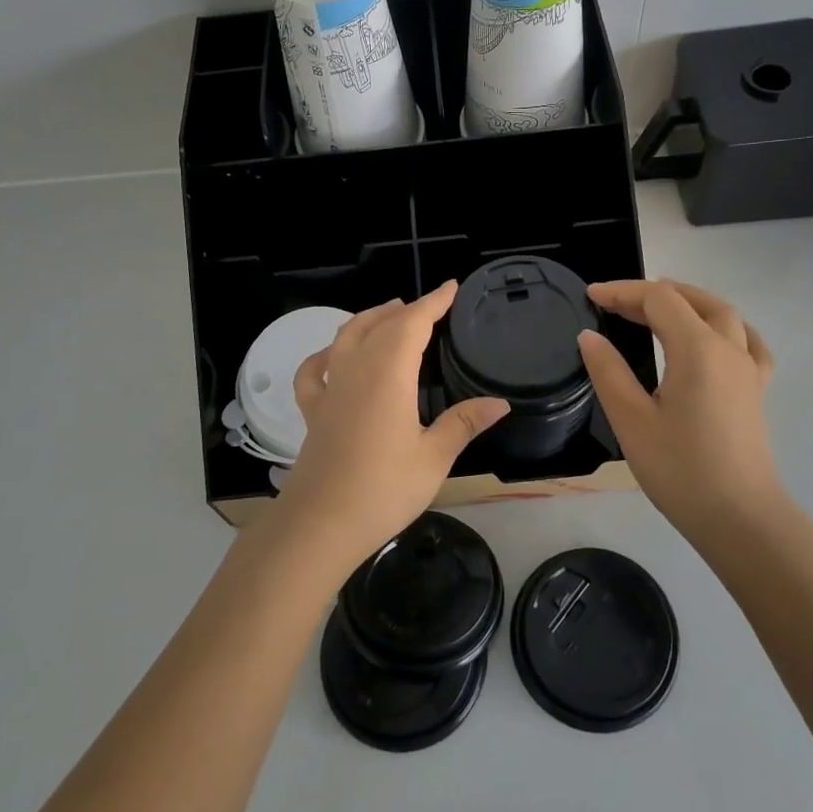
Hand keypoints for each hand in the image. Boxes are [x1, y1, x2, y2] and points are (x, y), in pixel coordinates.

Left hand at [271, 282, 508, 566]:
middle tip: (427, 306)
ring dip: (368, 320)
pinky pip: (314, 371)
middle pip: (379, 324)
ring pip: (346, 337)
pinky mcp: (312, 411)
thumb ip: (463, 423)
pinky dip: (325, 355)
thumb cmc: (383, 489)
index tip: (451, 288)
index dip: (433, 302)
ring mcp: (330, 389)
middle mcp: (356, 370)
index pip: (413, 323)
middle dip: (405, 310)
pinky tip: (332, 357)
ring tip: (387, 316)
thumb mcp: (434, 457)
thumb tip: (500, 402)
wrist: (320, 523)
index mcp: (388, 374)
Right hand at [577, 279, 783, 539]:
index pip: (659, 299)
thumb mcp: (632, 420)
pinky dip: (727, 328)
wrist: (740, 519)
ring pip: (724, 315)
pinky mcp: (757, 391)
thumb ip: (609, 371)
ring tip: (658, 310)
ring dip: (689, 303)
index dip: (623, 291)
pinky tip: (716, 338)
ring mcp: (748, 369)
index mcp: (697, 349)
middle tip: (617, 304)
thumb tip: (589, 336)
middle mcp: (728, 348)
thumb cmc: (680, 470)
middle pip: (693, 300)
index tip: (591, 295)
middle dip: (653, 294)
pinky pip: (748, 343)